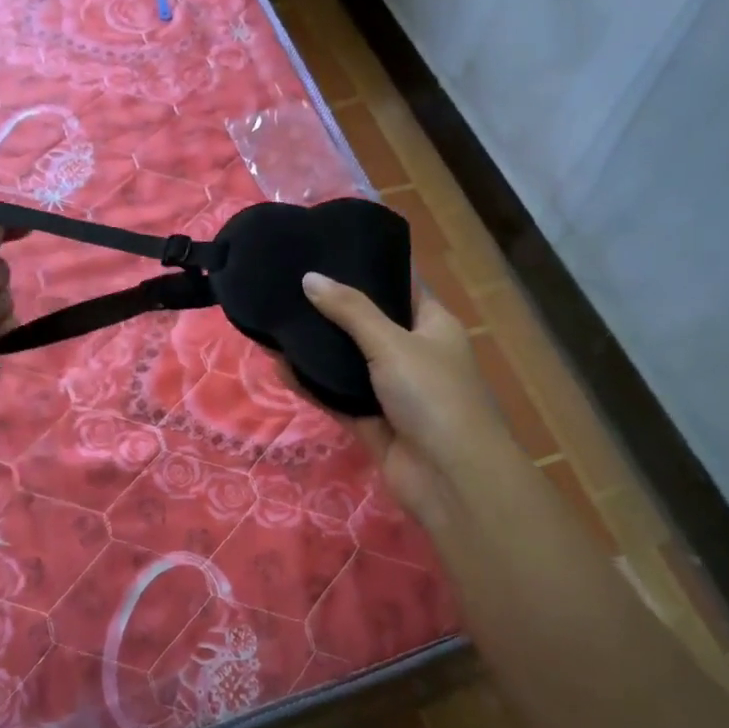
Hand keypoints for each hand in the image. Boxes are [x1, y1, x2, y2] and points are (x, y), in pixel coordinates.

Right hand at [301, 272, 511, 532]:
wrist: (451, 478)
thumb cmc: (433, 395)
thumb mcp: (392, 343)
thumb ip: (350, 310)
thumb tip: (310, 277)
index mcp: (433, 326)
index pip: (402, 285)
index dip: (370, 267)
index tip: (329, 249)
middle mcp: (414, 354)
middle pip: (369, 324)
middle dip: (334, 308)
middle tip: (291, 284)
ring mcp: (391, 391)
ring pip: (348, 362)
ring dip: (318, 348)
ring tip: (277, 319)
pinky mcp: (372, 422)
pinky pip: (337, 397)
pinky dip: (312, 384)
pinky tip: (279, 366)